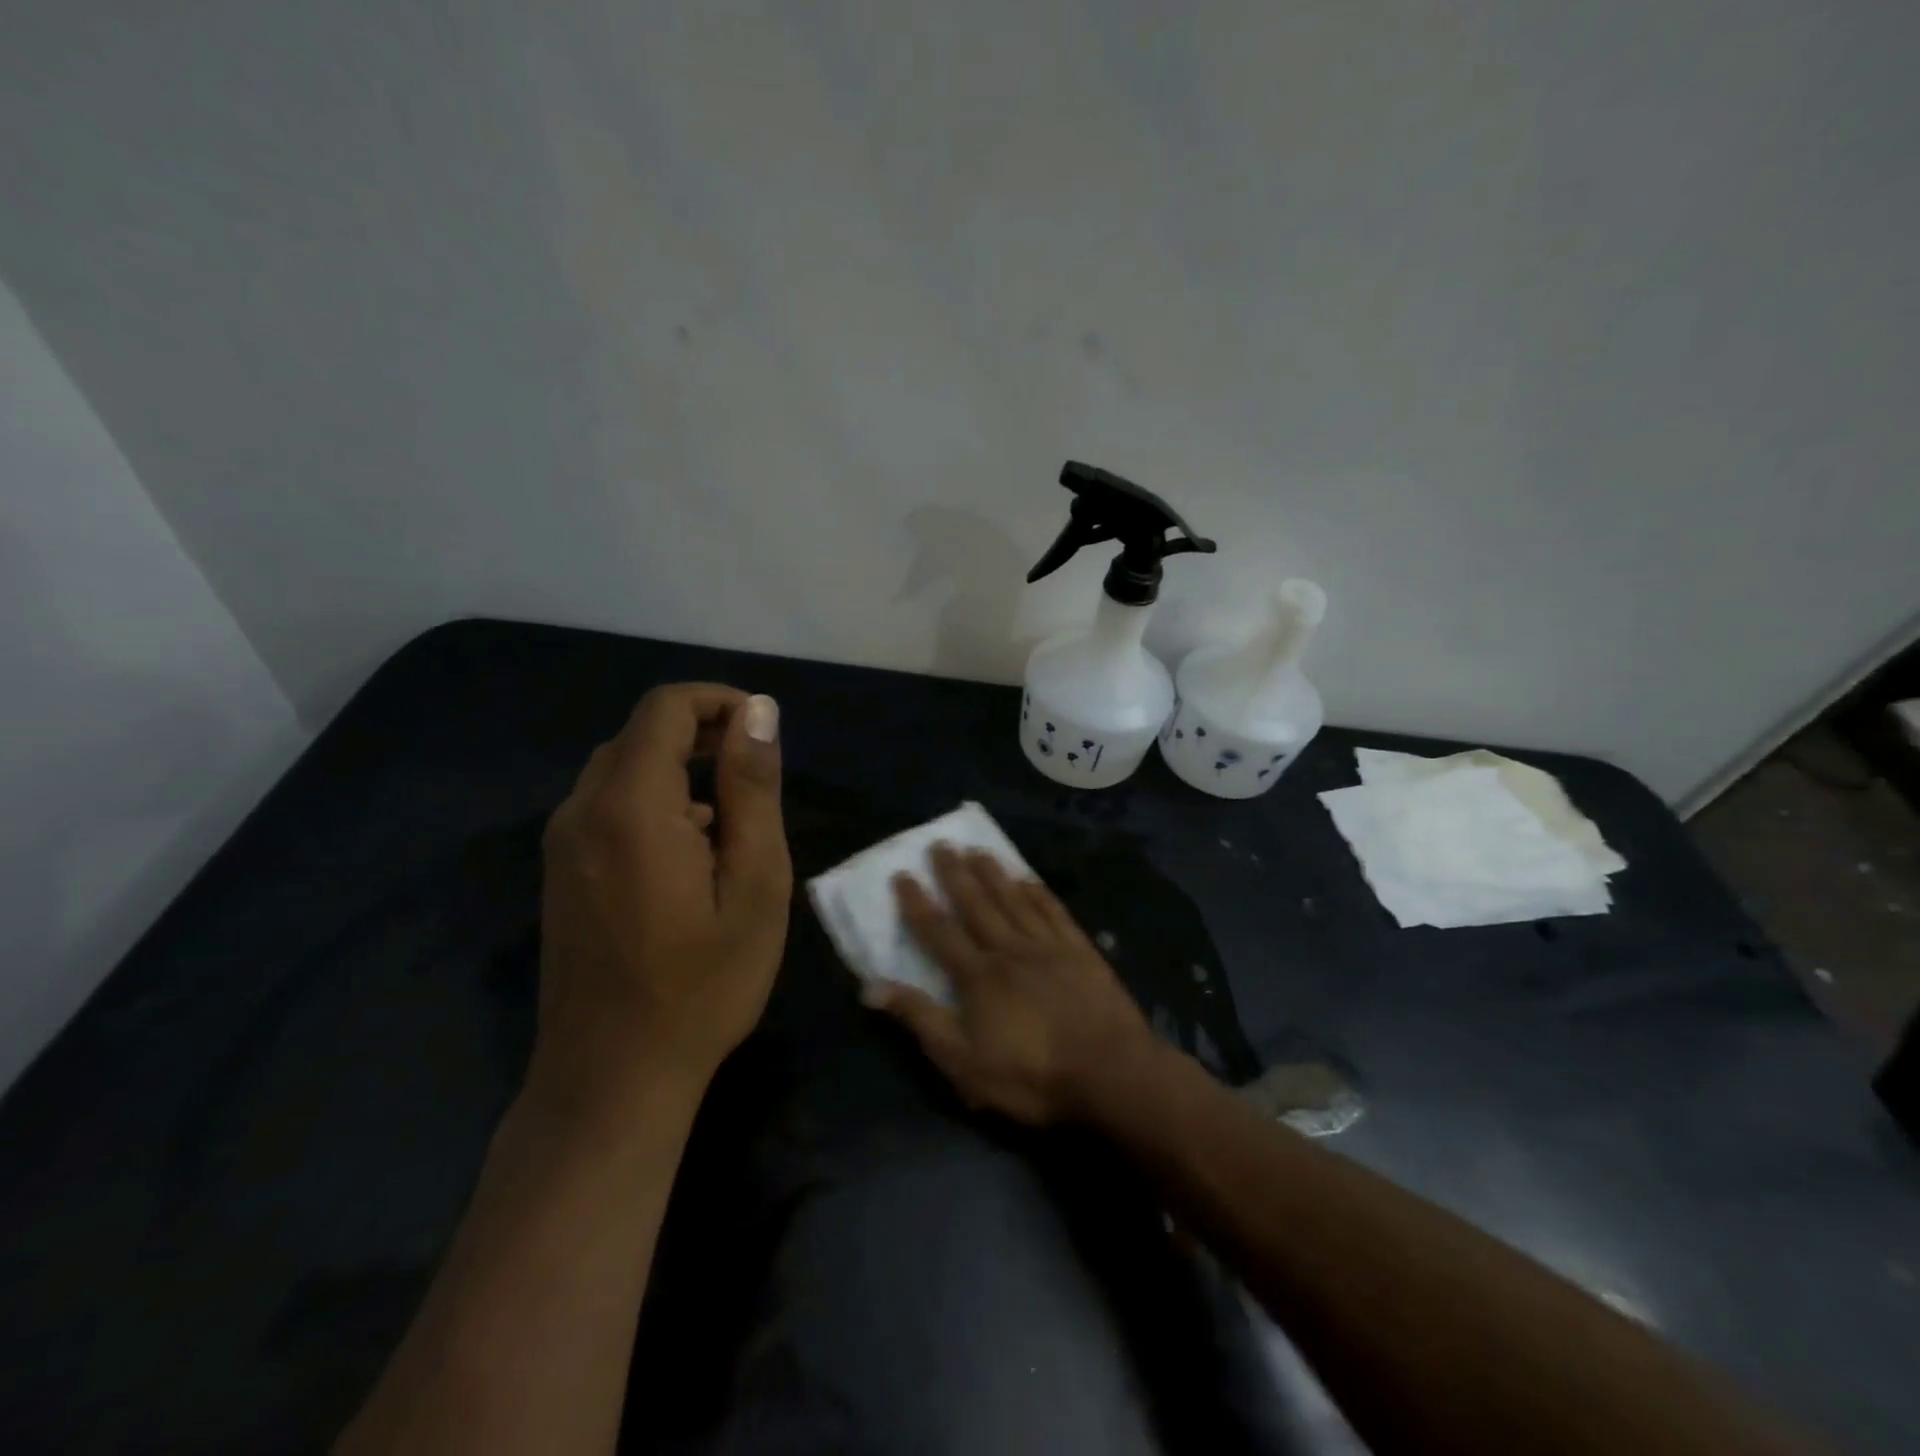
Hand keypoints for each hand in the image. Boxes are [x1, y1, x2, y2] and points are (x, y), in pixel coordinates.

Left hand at [531, 684, 790, 1121]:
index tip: (763, 731)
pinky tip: (690, 853)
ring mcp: (562, 845)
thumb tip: (758, 710)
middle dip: (702, 734)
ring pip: (620, 769)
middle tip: (756, 773)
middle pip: (639, 734)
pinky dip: (652, 801)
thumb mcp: (755, 883)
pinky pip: (606, 806)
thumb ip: (752, 789)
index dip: (718, 702)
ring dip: (678, 769)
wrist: (612, 1078)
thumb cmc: (703, 984)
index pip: (665, 709)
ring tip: (733, 818)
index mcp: (631, 806)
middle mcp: (582, 811)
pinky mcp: (560, 873)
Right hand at [871, 845, 1158, 1124]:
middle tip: (940, 844)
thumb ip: (921, 1020)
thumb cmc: (1031, 1076)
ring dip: (994, 874)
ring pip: (1014, 900)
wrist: (1110, 1073)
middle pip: (976, 904)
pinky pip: (1053, 911)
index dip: (918, 904)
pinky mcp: (1080, 951)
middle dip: (955, 874)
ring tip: (978, 850)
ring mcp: (1048, 946)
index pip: (939, 931)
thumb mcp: (963, 1062)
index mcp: (978, 976)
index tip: (902, 875)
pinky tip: (1028, 879)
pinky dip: (1038, 892)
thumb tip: (872, 987)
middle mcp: (1009, 949)